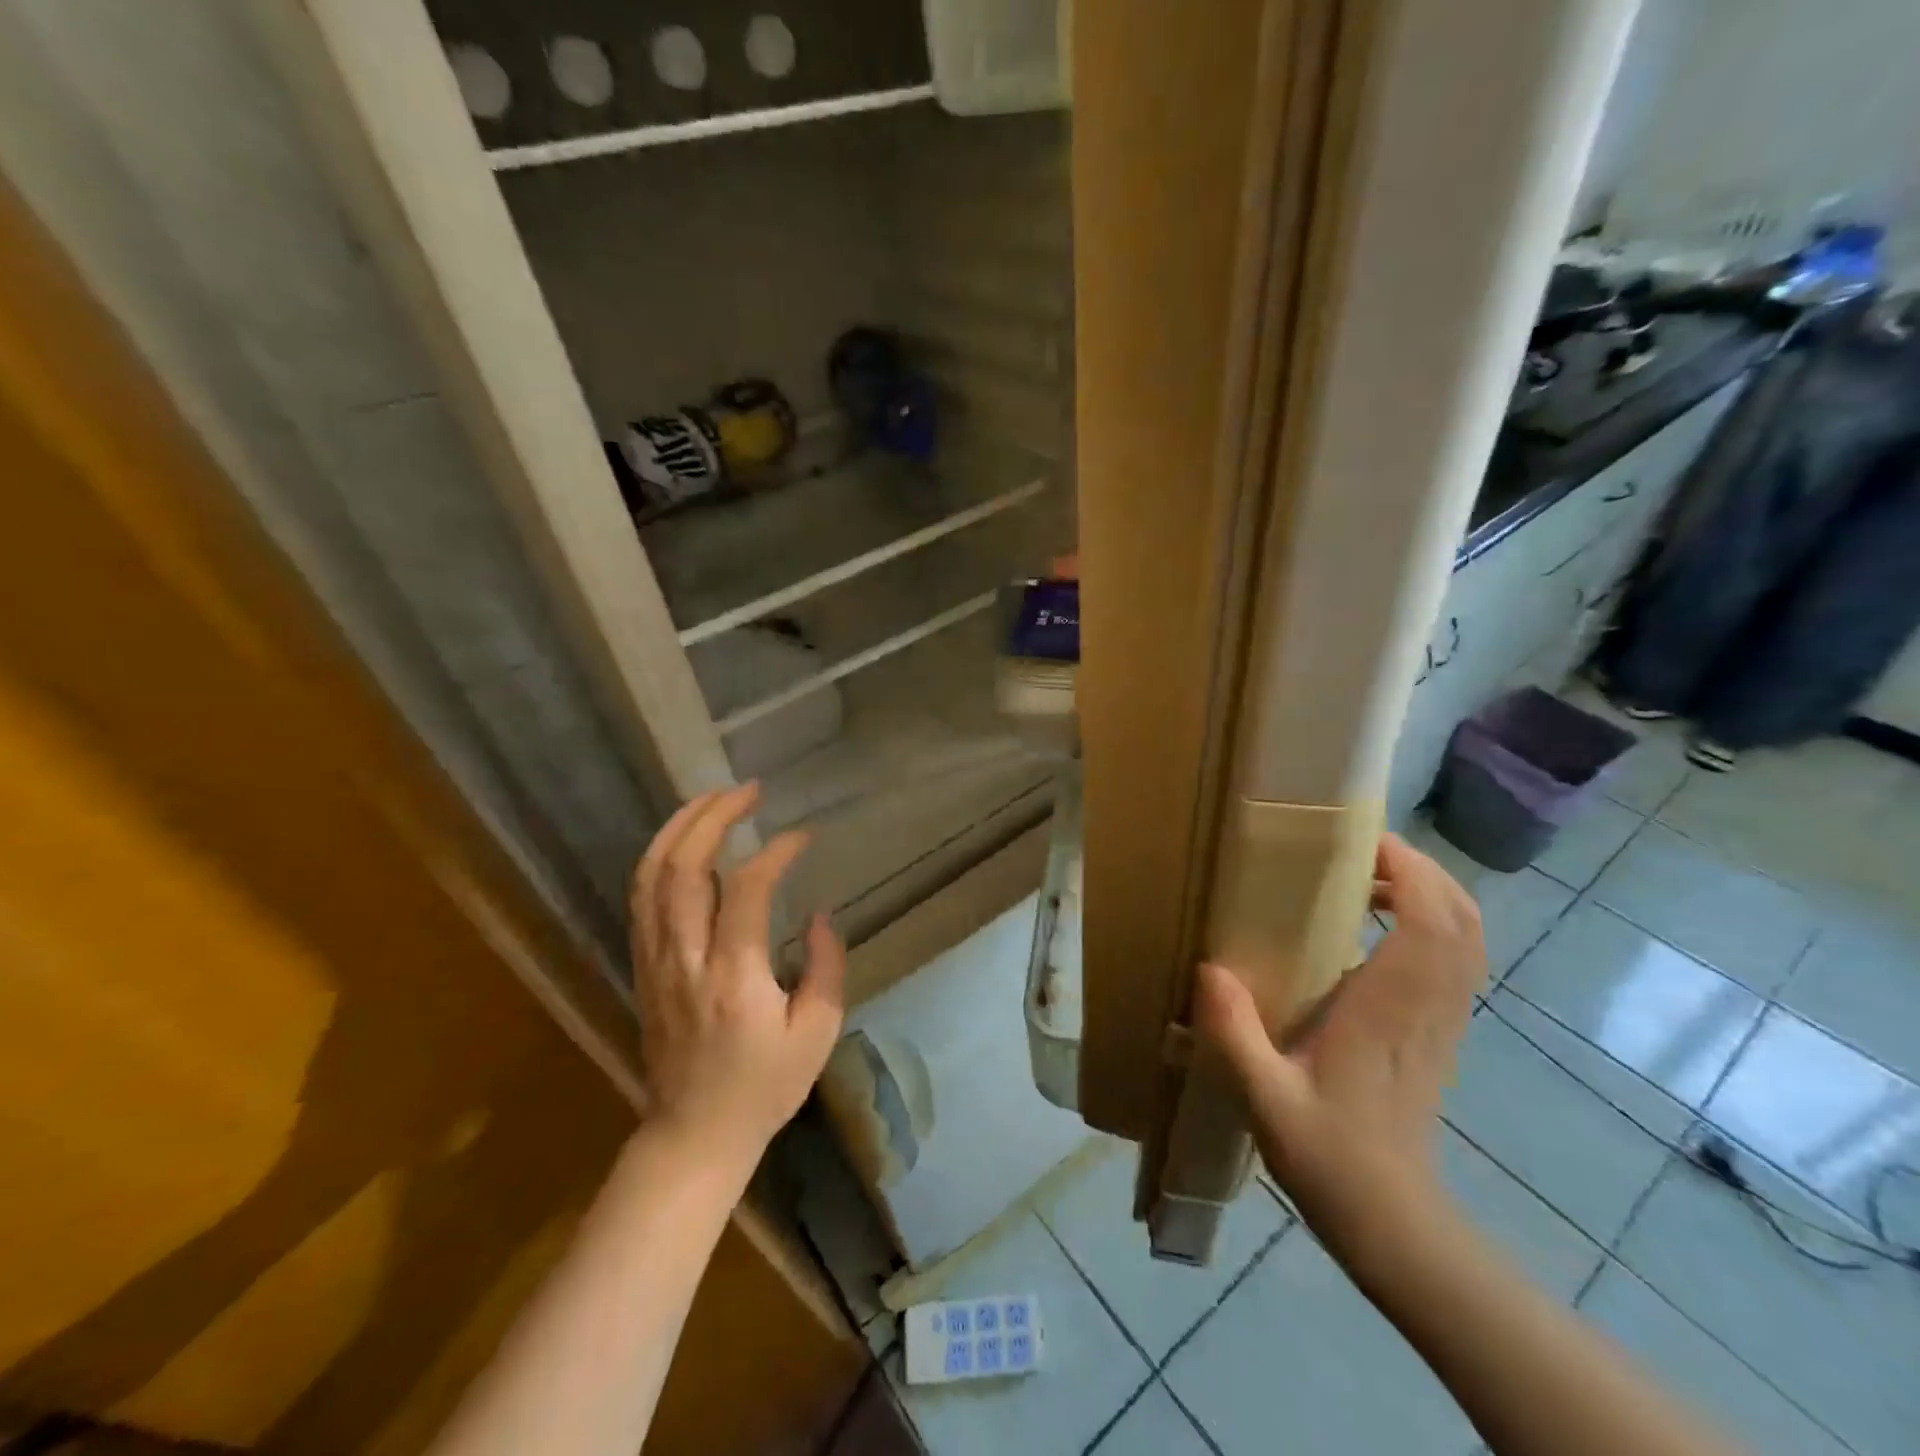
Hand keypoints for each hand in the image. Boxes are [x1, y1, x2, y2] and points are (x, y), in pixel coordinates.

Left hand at [630, 784, 845, 1177]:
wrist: (693, 1134)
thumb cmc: (764, 1087)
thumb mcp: (817, 1033)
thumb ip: (825, 967)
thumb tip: (818, 914)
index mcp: (734, 977)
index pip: (747, 889)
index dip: (775, 852)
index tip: (801, 836)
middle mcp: (686, 959)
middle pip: (683, 868)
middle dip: (713, 817)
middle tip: (747, 790)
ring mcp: (656, 961)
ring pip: (651, 876)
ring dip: (679, 828)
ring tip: (711, 798)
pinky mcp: (643, 967)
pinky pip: (641, 899)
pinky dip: (659, 858)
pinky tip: (682, 840)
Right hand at [1194, 832, 1484, 1255]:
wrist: (1394, 1222)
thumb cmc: (1330, 1157)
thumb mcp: (1264, 1098)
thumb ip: (1234, 1033)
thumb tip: (1208, 968)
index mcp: (1390, 1012)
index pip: (1430, 924)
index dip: (1409, 872)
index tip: (1362, 841)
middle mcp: (1428, 1007)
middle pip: (1460, 918)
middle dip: (1420, 869)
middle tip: (1359, 852)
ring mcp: (1442, 1021)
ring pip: (1466, 937)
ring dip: (1430, 893)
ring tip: (1367, 879)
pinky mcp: (1441, 1033)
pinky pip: (1456, 960)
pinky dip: (1433, 924)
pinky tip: (1379, 927)